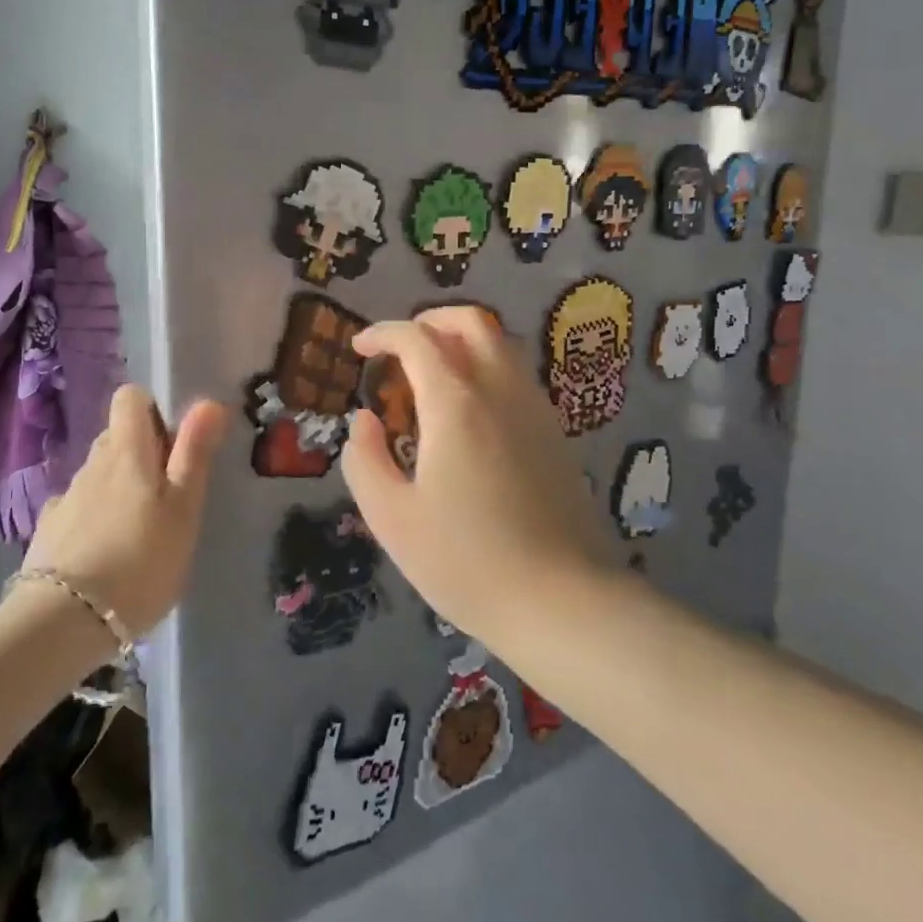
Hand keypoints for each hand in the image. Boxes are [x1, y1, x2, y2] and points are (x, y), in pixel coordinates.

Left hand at [20, 384, 225, 635]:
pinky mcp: (49, 533)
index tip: (175, 444)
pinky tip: (105, 555)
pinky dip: (94, 520)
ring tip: (140, 532)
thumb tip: (207, 401)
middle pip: (117, 438)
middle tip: (167, 495)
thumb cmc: (140, 560)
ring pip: (99, 475)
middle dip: (141, 453)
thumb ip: (194, 453)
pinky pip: (79, 510)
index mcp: (127, 451)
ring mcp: (66, 498)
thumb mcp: (183, 508)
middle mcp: (92, 464)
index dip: (153, 410)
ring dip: (119, 489)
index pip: (130, 397)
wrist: (63, 623)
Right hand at [342, 307, 612, 652]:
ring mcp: (535, 409)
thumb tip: (365, 420)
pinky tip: (470, 410)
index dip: (382, 334)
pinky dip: (487, 367)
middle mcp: (500, 390)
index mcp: (455, 404)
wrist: (563, 601)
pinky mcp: (555, 433)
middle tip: (401, 346)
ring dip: (462, 341)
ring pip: (501, 344)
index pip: (416, 339)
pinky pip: (517, 374)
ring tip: (432, 375)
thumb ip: (365, 460)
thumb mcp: (392, 518)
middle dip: (430, 320)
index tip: (359, 348)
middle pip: (470, 322)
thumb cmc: (466, 562)